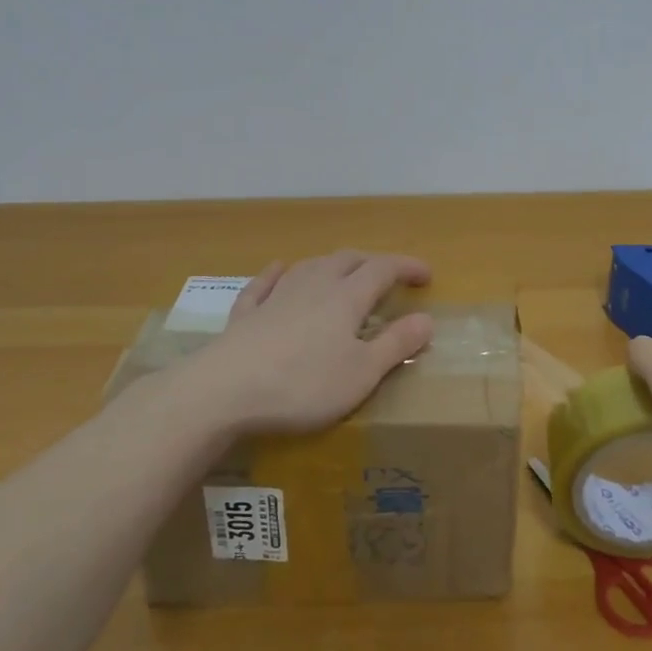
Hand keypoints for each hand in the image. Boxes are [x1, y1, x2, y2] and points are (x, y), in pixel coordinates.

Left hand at [176, 250, 435, 435]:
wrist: (224, 390)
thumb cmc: (303, 384)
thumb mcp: (362, 373)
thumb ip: (396, 344)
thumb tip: (427, 319)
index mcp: (346, 297)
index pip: (384, 268)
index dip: (407, 266)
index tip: (426, 275)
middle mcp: (314, 285)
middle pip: (348, 259)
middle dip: (372, 262)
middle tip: (388, 276)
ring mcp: (276, 296)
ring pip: (310, 265)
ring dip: (332, 264)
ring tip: (344, 272)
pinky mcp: (246, 314)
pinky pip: (264, 283)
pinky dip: (277, 274)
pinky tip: (278, 270)